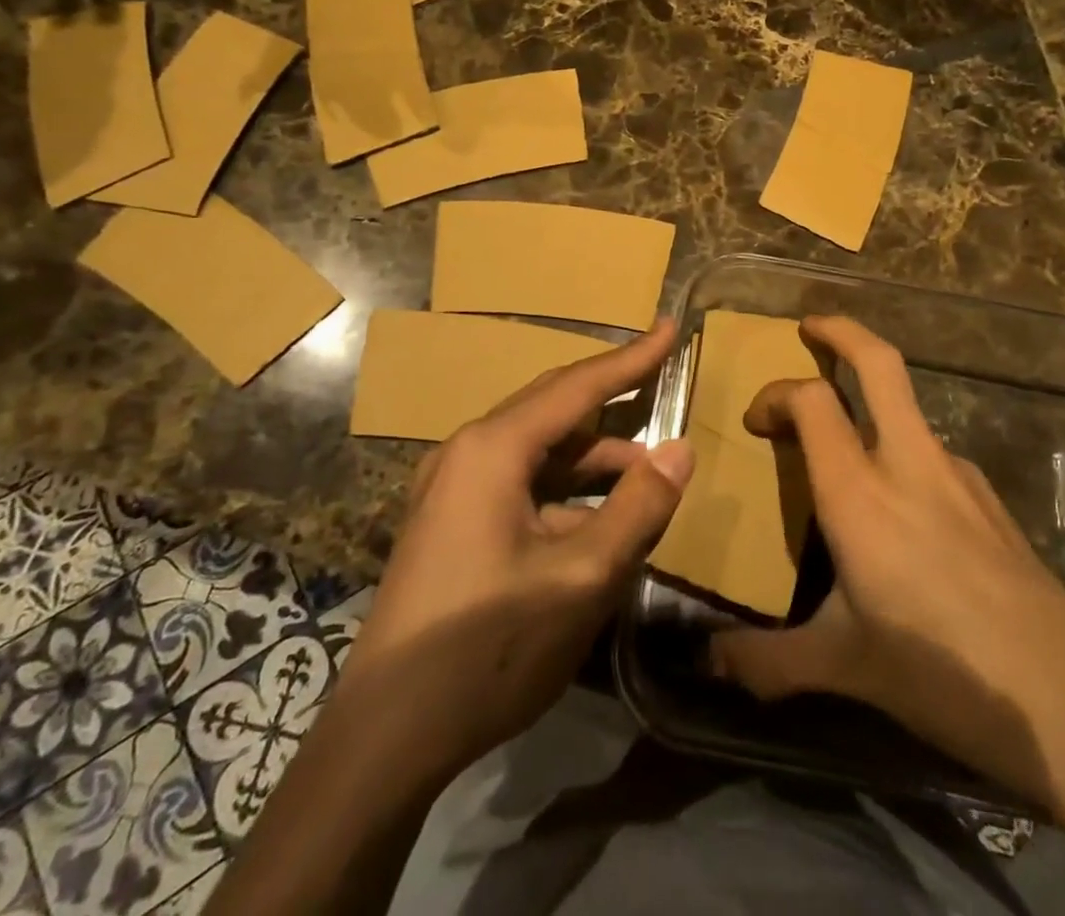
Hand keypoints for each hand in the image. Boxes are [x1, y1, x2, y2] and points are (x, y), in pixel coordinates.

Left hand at [345, 320, 694, 780]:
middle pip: (556, 409)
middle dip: (613, 399)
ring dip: (594, 459)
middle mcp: (469, 451)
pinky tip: (599, 522)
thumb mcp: (581, 579)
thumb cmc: (487, 649)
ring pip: (541, 452)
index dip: (632, 358)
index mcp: (493, 448)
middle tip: (662, 381)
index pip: (578, 385)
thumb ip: (637, 507)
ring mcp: (454, 488)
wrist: (384, 738)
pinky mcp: (452, 522)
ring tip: (647, 476)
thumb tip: (680, 449)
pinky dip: (567, 492)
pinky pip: (522, 485)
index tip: (671, 327)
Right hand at [708, 315, 1064, 823]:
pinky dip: (903, 450)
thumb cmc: (939, 670)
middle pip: (879, 363)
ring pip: (908, 406)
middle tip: (810, 327)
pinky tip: (902, 509)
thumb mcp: (843, 666)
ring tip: (846, 443)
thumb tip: (714, 663)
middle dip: (841, 332)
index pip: (811, 401)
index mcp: (859, 492)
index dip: (776, 394)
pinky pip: (933, 452)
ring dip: (872, 399)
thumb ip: (769, 661)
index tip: (757, 421)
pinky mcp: (989, 497)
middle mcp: (908, 463)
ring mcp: (957, 473)